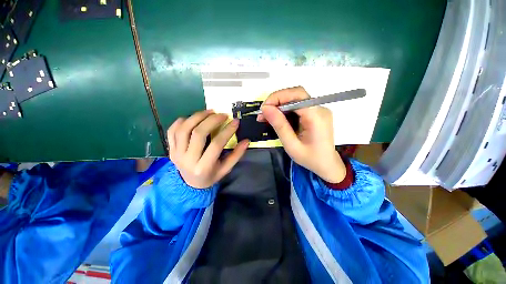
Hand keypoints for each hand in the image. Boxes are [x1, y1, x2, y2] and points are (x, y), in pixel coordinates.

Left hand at [167, 110, 249, 188]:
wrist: (190, 184)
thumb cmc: (211, 176)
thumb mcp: (226, 169)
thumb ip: (236, 155)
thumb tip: (246, 141)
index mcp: (204, 167)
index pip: (216, 144)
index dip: (227, 131)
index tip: (235, 121)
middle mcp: (187, 159)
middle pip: (198, 133)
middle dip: (212, 120)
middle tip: (222, 114)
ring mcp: (176, 153)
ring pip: (184, 129)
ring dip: (197, 117)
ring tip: (209, 112)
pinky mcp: (170, 149)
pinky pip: (172, 131)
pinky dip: (181, 121)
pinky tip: (192, 118)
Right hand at [258, 86, 345, 182]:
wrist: (326, 164)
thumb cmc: (310, 158)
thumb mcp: (291, 145)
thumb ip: (279, 125)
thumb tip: (265, 108)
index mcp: (316, 117)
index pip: (297, 96)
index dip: (278, 97)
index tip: (264, 108)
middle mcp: (320, 109)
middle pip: (296, 94)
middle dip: (277, 101)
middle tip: (263, 113)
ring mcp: (318, 110)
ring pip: (295, 99)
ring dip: (279, 106)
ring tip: (266, 117)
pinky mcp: (315, 113)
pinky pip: (297, 106)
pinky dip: (285, 110)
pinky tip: (276, 118)